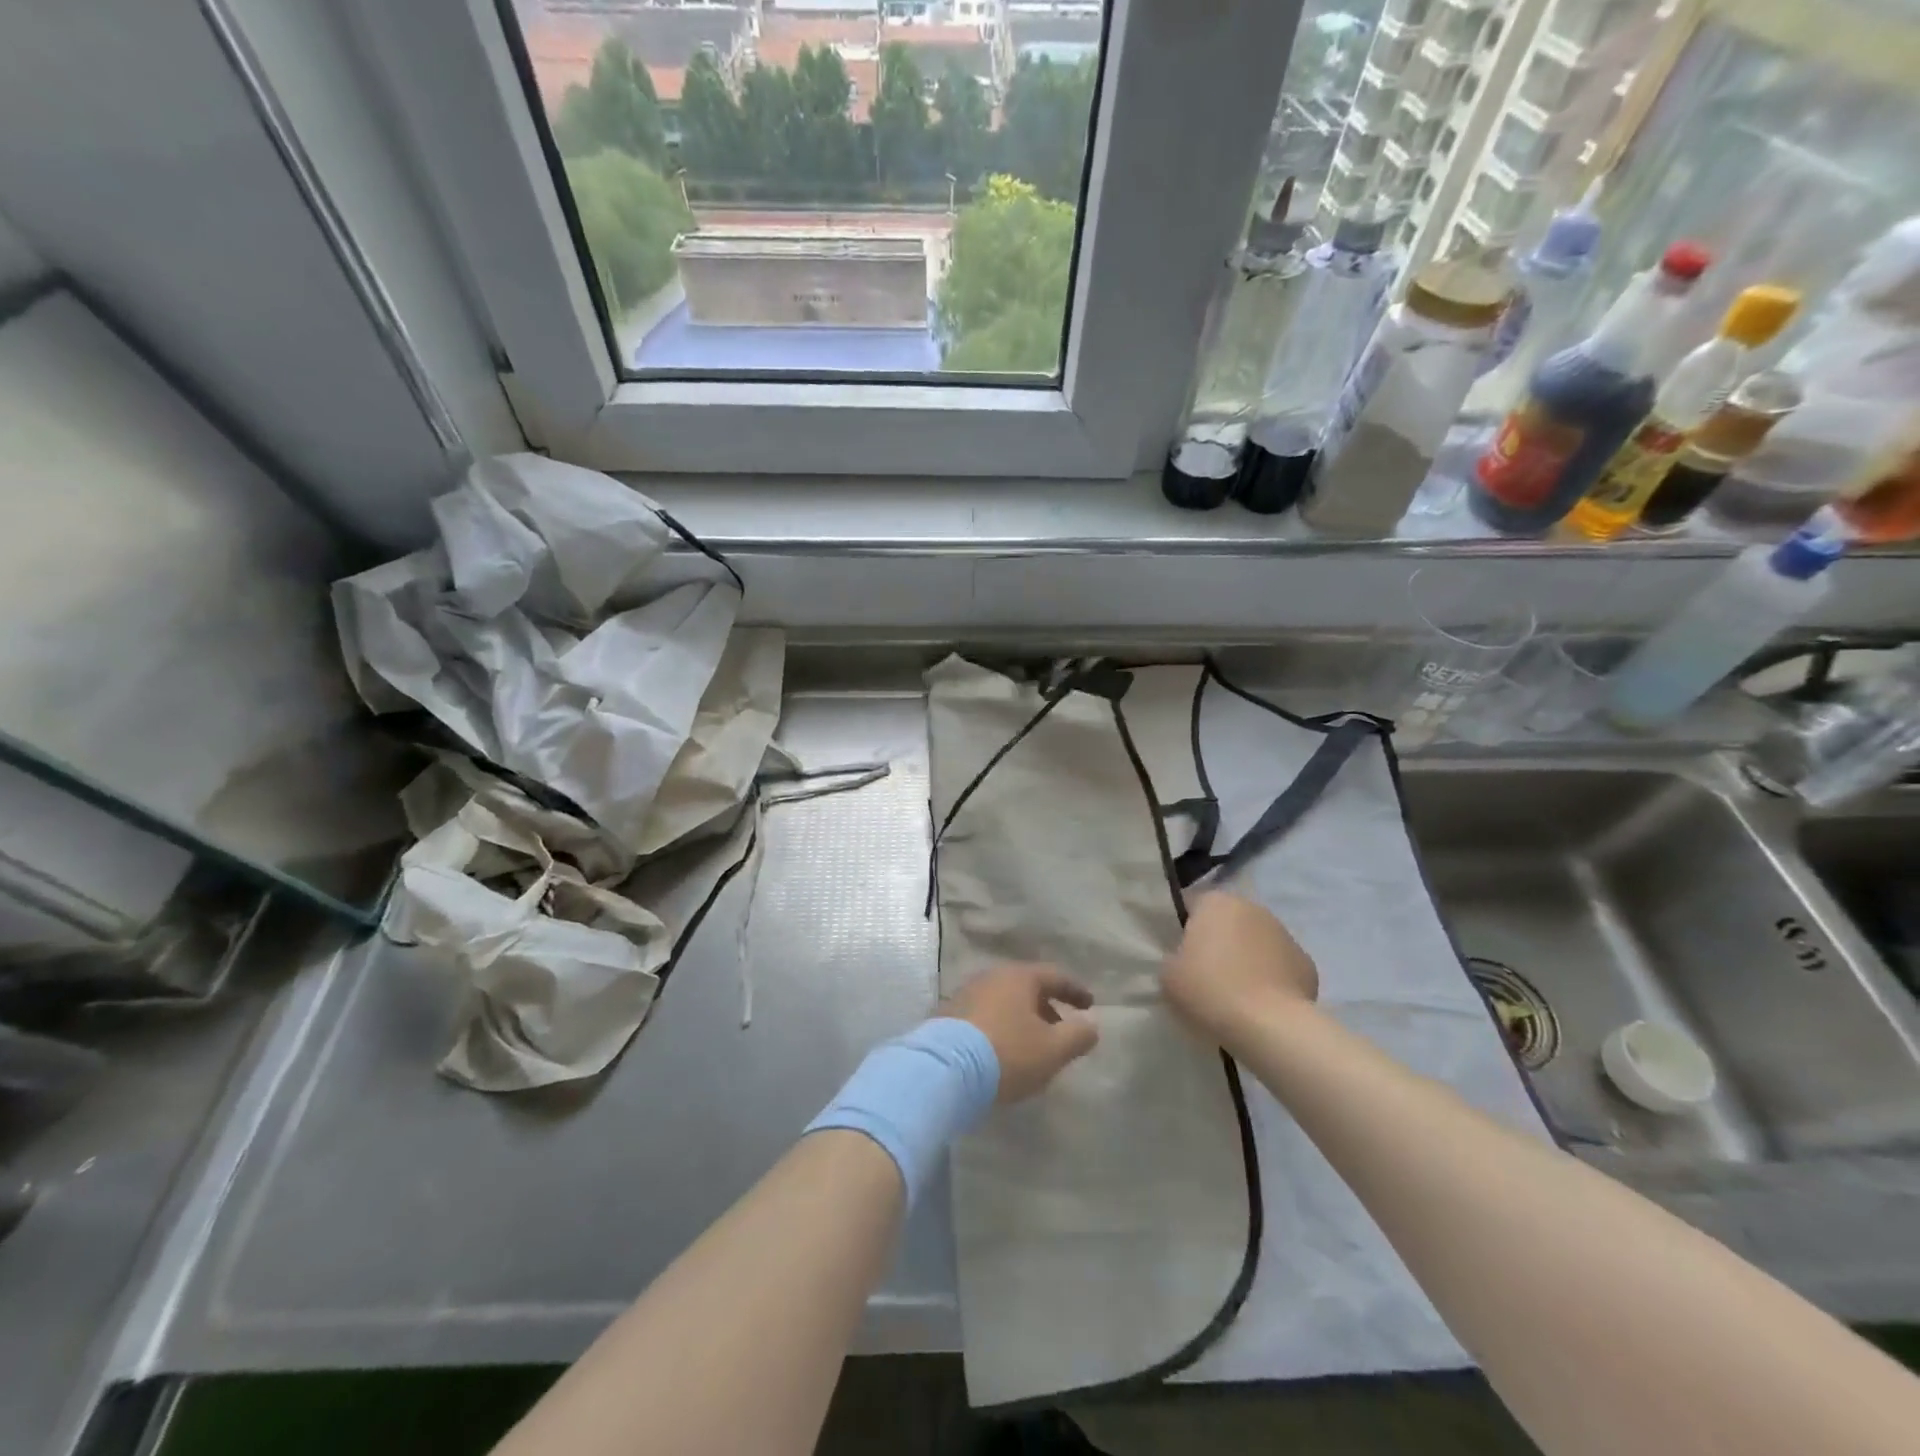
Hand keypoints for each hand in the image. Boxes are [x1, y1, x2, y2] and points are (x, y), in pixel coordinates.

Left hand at [941, 963, 1098, 1102]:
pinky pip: (985, 1016)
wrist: (943, 1070)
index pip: (1055, 976)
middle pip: (1027, 987)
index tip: (1090, 1005)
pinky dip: (1001, 1027)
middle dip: (1047, 1007)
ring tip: (1033, 1045)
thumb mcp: (1053, 1049)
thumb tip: (1091, 1025)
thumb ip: (1078, 1035)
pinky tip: (1003, 1051)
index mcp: (1019, 977)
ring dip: (1022, 1019)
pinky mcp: (948, 1016)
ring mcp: (966, 994)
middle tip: (1062, 1029)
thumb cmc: (1007, 1053)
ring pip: (1004, 1002)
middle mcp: (991, 977)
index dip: (1075, 990)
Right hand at [1164, 892, 1317, 1046]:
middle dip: (1217, 941)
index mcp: (1215, 902)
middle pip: (1226, 921)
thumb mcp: (1168, 974)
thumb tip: (1185, 959)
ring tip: (1234, 994)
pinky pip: (1278, 966)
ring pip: (1255, 942)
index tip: (1177, 955)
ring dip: (1245, 958)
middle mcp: (1252, 908)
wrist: (1270, 1027)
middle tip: (1203, 974)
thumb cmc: (1210, 990)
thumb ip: (1172, 957)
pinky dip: (1270, 979)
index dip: (1181, 929)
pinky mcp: (1307, 964)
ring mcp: (1284, 934)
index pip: (1191, 905)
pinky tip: (1260, 1005)